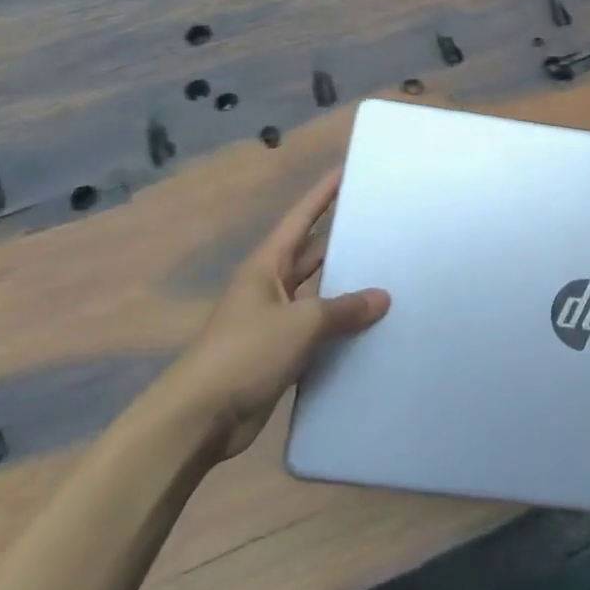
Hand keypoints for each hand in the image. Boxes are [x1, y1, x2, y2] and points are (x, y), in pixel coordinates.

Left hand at [172, 166, 390, 459]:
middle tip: (384, 226)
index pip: (301, 218)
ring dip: (347, 288)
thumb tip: (383, 297)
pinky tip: (372, 327)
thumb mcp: (300, 323)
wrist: (199, 419)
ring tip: (390, 274)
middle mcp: (271, 286)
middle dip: (344, 240)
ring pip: (319, 294)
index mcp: (266, 266)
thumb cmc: (244, 354)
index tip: (347, 170)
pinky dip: (342, 327)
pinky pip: (319, 331)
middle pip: (313, 254)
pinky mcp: (280, 353)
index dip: (323, 193)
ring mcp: (275, 321)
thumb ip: (344, 308)